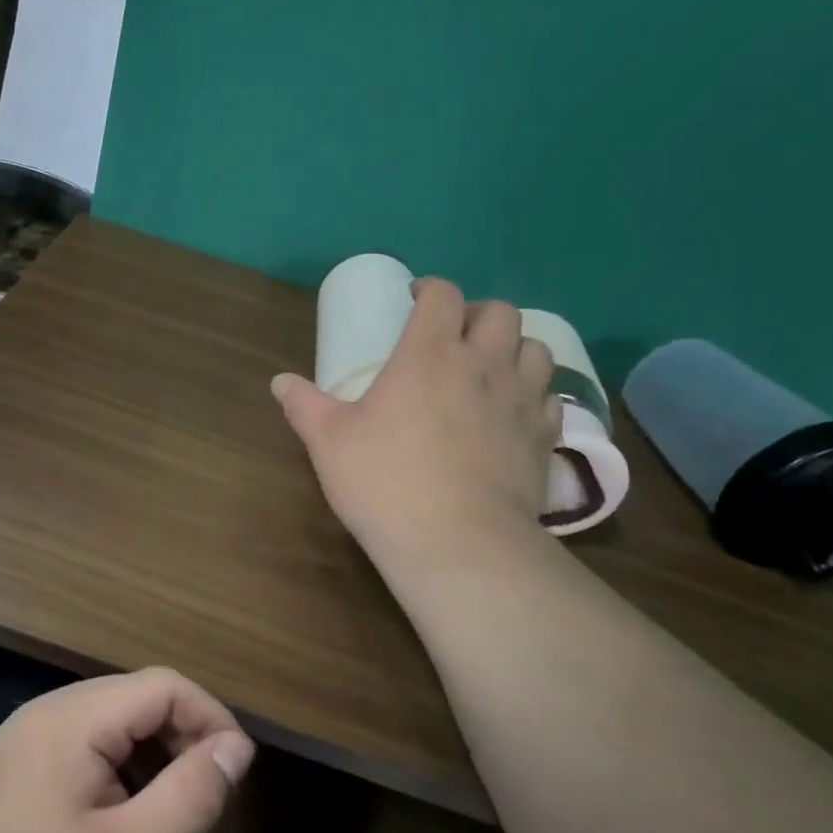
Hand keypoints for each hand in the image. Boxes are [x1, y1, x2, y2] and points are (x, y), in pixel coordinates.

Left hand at [0, 668, 254, 832]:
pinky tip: (118, 820)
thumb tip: (236, 746)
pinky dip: (116, 769)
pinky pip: (79, 747)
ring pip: (108, 723)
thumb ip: (191, 796)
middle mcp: (42, 713)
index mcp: (69, 720)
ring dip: (150, 755)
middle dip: (182, 736)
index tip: (238, 772)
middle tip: (208, 797)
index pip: (162, 685)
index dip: (211, 717)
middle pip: (134, 698)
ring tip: (169, 812)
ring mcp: (19, 741)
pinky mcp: (9, 770)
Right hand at [271, 278, 560, 572]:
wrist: (458, 542)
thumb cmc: (385, 482)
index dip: (429, 290)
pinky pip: (552, 397)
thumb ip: (305, 405)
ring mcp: (522, 399)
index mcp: (429, 353)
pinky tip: (514, 413)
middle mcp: (483, 363)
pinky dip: (535, 394)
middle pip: (499, 312)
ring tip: (492, 369)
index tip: (415, 301)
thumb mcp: (329, 443)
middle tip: (455, 336)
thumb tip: (280, 382)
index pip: (442, 295)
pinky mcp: (544, 437)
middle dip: (477, 314)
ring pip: (536, 348)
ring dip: (514, 348)